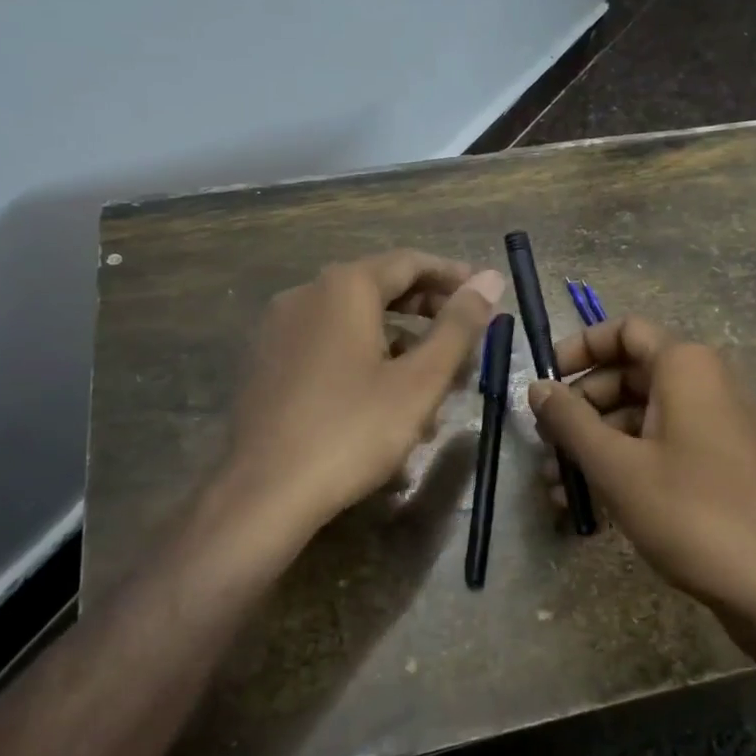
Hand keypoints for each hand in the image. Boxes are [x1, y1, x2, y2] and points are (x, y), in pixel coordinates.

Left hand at [225, 250, 503, 540]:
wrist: (263, 493)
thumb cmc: (352, 431)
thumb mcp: (419, 381)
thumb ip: (458, 326)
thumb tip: (491, 278)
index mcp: (344, 287)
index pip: (410, 262)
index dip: (453, 276)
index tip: (485, 296)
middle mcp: (306, 294)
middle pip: (379, 288)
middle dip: (428, 311)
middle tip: (466, 338)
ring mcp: (279, 328)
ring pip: (353, 322)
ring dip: (399, 342)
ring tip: (433, 383)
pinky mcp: (265, 362)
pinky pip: (326, 345)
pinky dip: (363, 358)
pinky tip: (383, 401)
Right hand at [527, 316, 755, 618]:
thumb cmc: (691, 512)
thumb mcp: (616, 466)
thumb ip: (570, 421)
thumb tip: (538, 387)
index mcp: (686, 365)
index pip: (624, 331)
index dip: (579, 348)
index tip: (544, 381)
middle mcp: (709, 381)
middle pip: (629, 375)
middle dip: (581, 407)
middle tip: (544, 441)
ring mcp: (721, 423)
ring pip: (644, 416)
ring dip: (597, 443)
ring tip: (556, 484)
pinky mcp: (726, 461)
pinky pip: (666, 444)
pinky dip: (628, 461)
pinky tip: (591, 502)